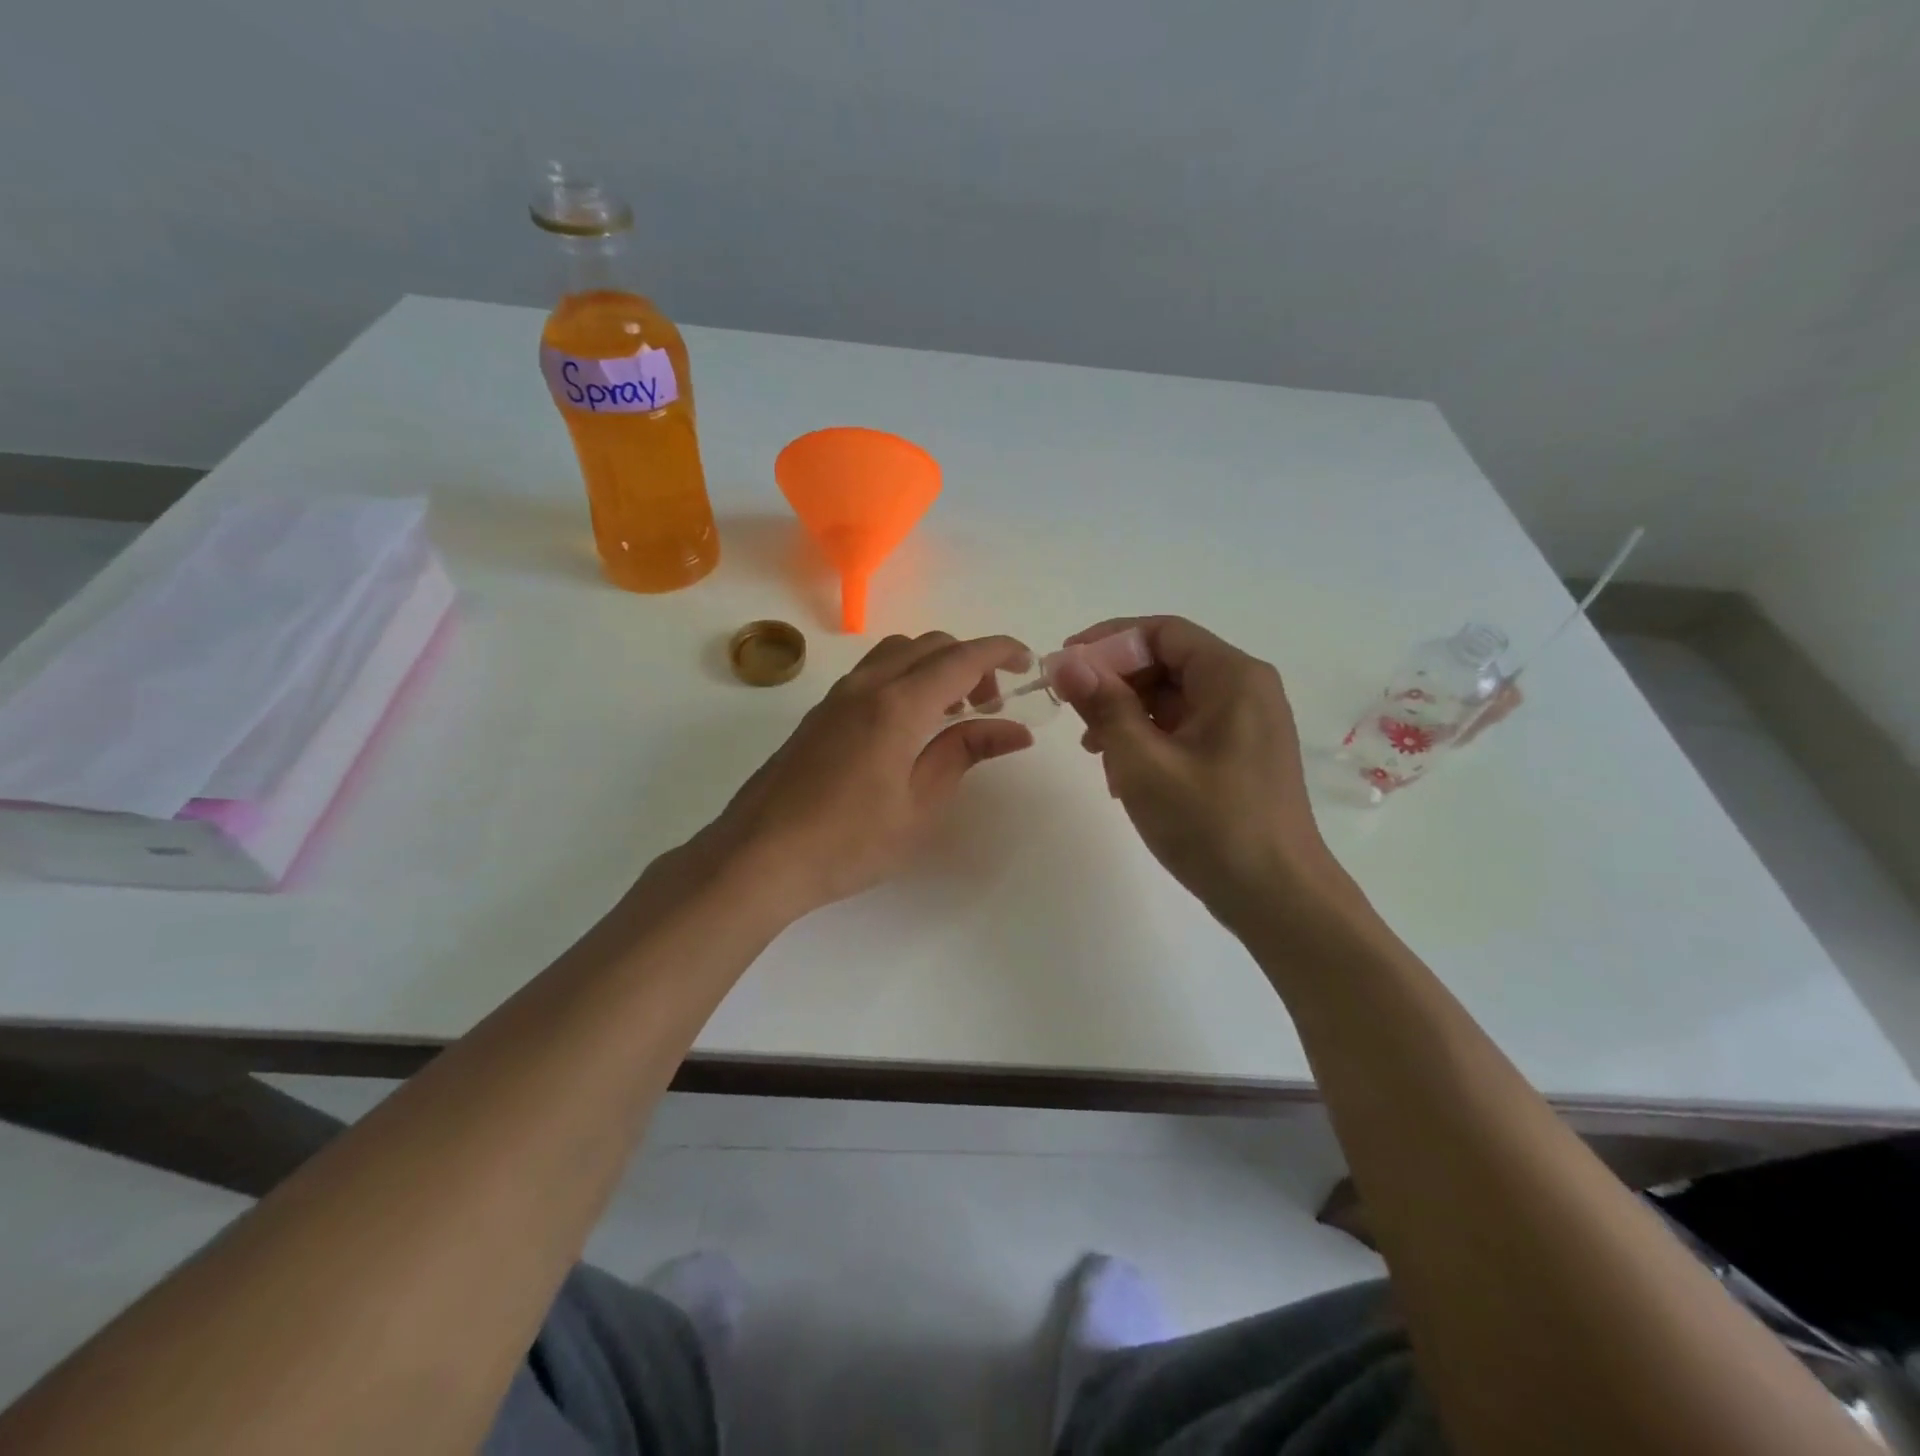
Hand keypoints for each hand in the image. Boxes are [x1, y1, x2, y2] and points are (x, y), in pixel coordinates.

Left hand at [686, 632, 1036, 921]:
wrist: (760, 857)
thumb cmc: (849, 841)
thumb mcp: (920, 804)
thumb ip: (964, 753)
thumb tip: (1014, 729)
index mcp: (898, 705)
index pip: (962, 658)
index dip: (1001, 652)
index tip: (1029, 663)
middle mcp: (867, 686)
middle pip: (930, 645)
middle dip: (970, 661)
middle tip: (991, 705)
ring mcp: (837, 696)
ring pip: (897, 652)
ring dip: (934, 665)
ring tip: (951, 713)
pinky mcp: (820, 713)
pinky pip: (873, 672)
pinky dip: (905, 677)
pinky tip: (910, 724)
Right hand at [1050, 617, 1345, 930]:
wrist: (1278, 899)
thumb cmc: (1211, 826)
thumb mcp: (1144, 763)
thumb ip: (1104, 706)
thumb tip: (1066, 662)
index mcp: (1232, 677)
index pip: (1162, 632)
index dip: (1107, 641)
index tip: (1065, 665)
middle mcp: (1246, 689)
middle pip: (1168, 662)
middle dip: (1115, 682)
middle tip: (1074, 713)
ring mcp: (1246, 724)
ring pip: (1173, 697)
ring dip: (1128, 714)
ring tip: (1094, 751)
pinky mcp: (1240, 755)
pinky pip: (1186, 727)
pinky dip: (1150, 739)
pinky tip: (1124, 774)